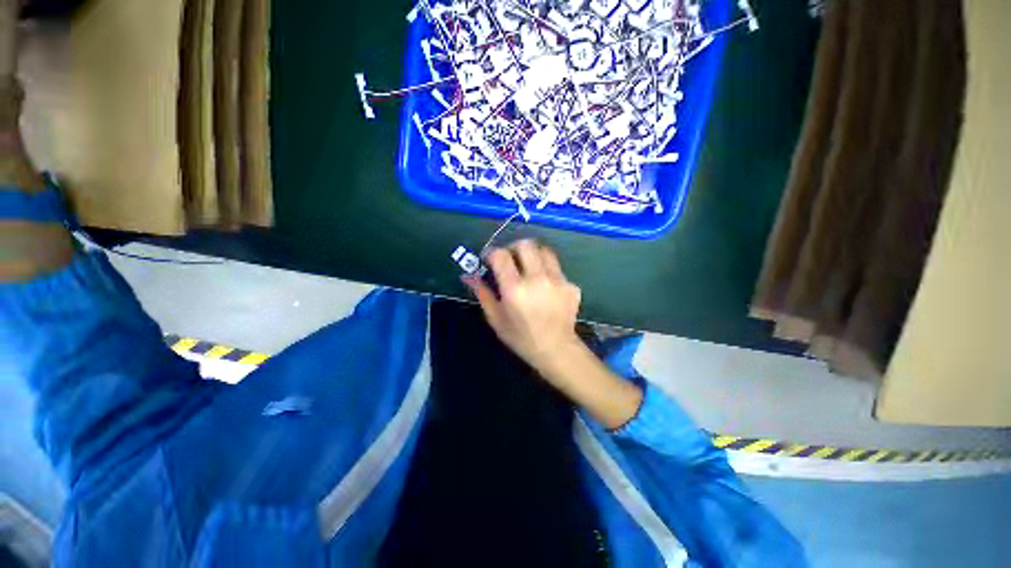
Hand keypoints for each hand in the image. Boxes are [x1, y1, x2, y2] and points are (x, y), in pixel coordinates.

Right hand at [463, 240, 583, 376]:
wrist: (556, 349)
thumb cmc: (521, 337)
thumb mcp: (496, 318)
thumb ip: (483, 294)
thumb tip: (468, 276)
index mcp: (515, 289)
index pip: (501, 255)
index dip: (492, 253)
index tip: (490, 260)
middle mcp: (537, 279)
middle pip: (526, 244)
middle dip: (514, 247)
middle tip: (510, 259)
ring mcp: (558, 280)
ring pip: (545, 251)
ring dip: (533, 255)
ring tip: (529, 268)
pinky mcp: (571, 285)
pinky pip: (557, 269)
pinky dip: (547, 272)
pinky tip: (545, 288)